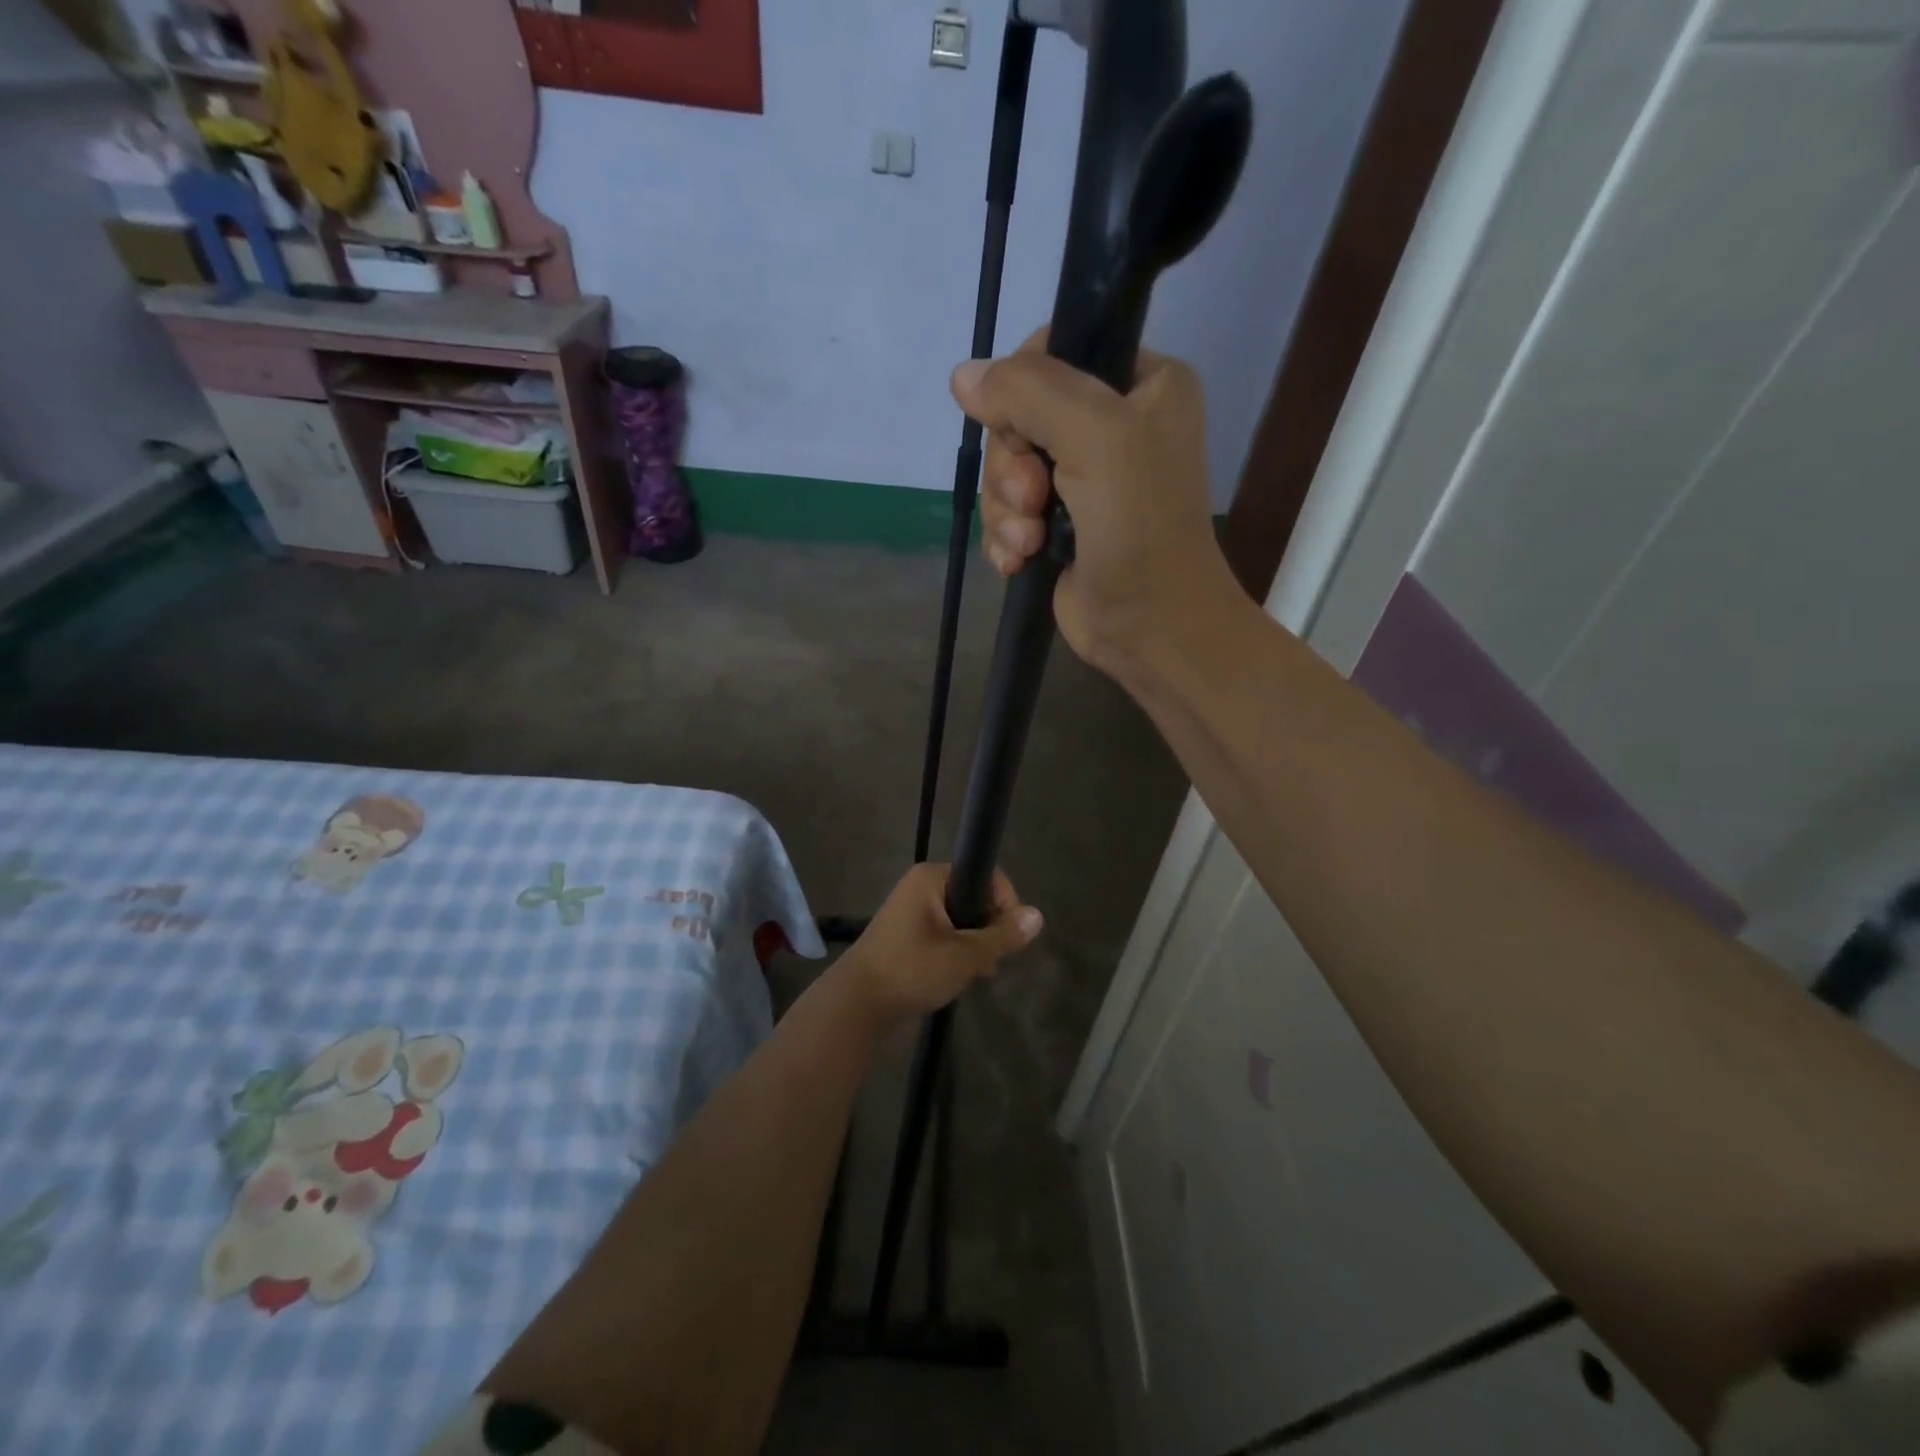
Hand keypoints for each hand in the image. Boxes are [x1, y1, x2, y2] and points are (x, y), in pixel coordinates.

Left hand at [835, 863, 1041, 1023]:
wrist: (857, 1004)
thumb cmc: (911, 970)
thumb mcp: (964, 955)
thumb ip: (1002, 935)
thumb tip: (1037, 916)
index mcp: (932, 878)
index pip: (986, 876)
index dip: (1005, 904)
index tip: (1008, 937)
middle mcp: (921, 886)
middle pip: (974, 898)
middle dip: (989, 930)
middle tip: (990, 961)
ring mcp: (912, 911)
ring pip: (961, 920)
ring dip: (974, 945)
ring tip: (976, 973)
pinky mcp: (907, 934)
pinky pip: (945, 934)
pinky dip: (957, 951)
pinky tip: (961, 977)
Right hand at [951, 332, 1240, 671]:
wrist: (1152, 628)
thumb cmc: (1139, 527)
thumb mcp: (1095, 438)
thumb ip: (1029, 392)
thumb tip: (963, 375)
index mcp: (1141, 383)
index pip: (1056, 352)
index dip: (1021, 391)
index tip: (1022, 433)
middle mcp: (1113, 426)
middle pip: (1019, 419)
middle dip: (1012, 468)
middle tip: (1033, 500)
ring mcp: (1083, 481)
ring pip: (1006, 472)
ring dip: (1006, 511)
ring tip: (1031, 543)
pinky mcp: (1059, 527)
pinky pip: (1007, 513)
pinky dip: (1006, 538)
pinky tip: (1019, 562)